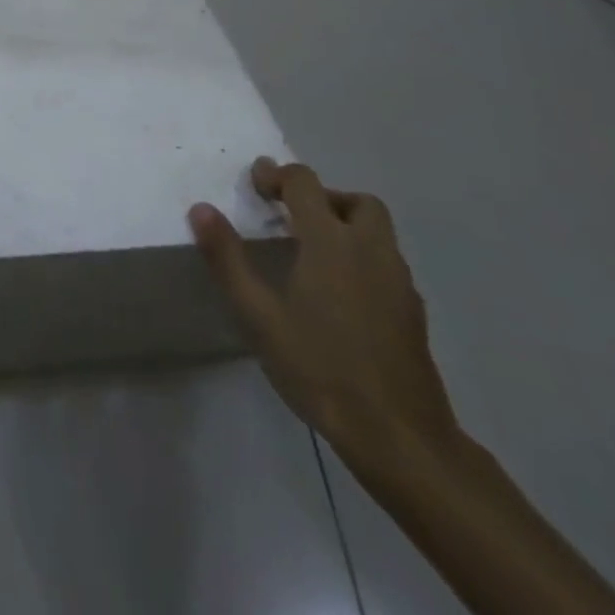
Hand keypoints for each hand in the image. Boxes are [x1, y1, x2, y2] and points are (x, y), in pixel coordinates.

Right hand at [190, 158, 458, 465]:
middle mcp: (371, 252)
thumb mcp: (258, 314)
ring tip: (309, 252)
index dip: (277, 175)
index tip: (254, 184)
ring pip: (377, 232)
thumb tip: (201, 209)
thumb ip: (227, 257)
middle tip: (290, 215)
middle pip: (356, 201)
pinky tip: (337, 293)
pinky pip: (386, 263)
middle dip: (322, 197)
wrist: (400, 438)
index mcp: (332, 243)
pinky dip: (361, 257)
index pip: (305, 184)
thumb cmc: (320, 368)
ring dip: (344, 225)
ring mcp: (399, 283)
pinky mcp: (413, 313)